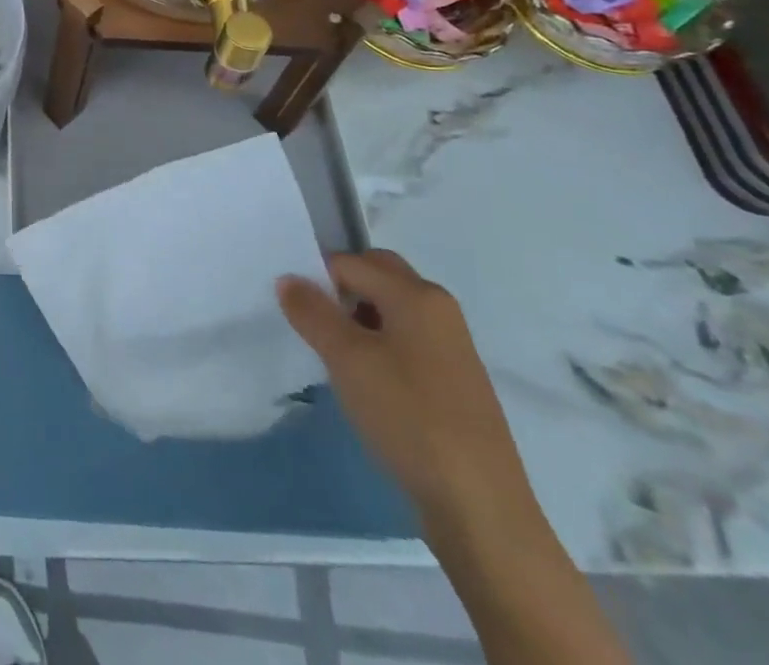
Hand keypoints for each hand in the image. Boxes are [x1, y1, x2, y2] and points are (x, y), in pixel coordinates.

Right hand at [277, 250, 536, 531]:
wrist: (480, 507)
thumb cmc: (408, 416)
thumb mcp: (346, 358)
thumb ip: (312, 311)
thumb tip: (289, 279)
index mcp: (417, 294)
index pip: (350, 262)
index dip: (316, 278)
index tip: (296, 311)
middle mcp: (439, 309)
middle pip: (377, 276)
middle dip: (341, 290)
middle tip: (313, 322)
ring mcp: (452, 347)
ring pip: (390, 310)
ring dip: (357, 320)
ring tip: (335, 356)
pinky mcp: (454, 382)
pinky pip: (405, 341)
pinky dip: (379, 347)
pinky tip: (366, 383)